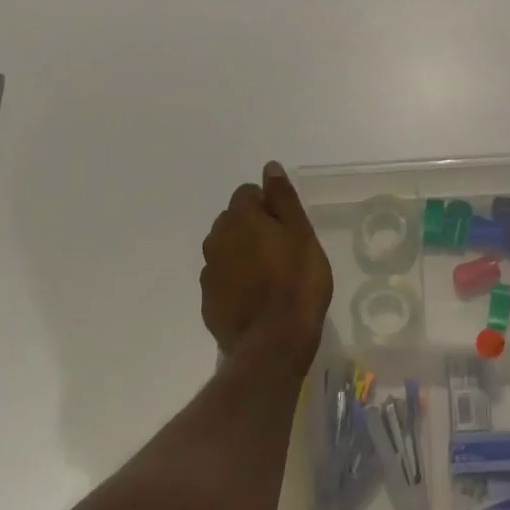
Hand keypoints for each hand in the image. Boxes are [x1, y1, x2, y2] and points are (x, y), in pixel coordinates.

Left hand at [201, 162, 332, 372]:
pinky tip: (257, 298)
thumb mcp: (301, 233)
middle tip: (282, 250)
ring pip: (225, 250)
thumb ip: (282, 198)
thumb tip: (269, 167)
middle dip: (252, 227)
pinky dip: (236, 281)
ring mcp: (208, 272)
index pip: (247, 193)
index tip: (287, 226)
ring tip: (270, 276)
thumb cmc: (297, 281)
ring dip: (242, 254)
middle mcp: (216, 239)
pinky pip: (222, 279)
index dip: (269, 205)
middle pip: (233, 220)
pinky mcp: (208, 301)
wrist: (274, 342)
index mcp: (240, 218)